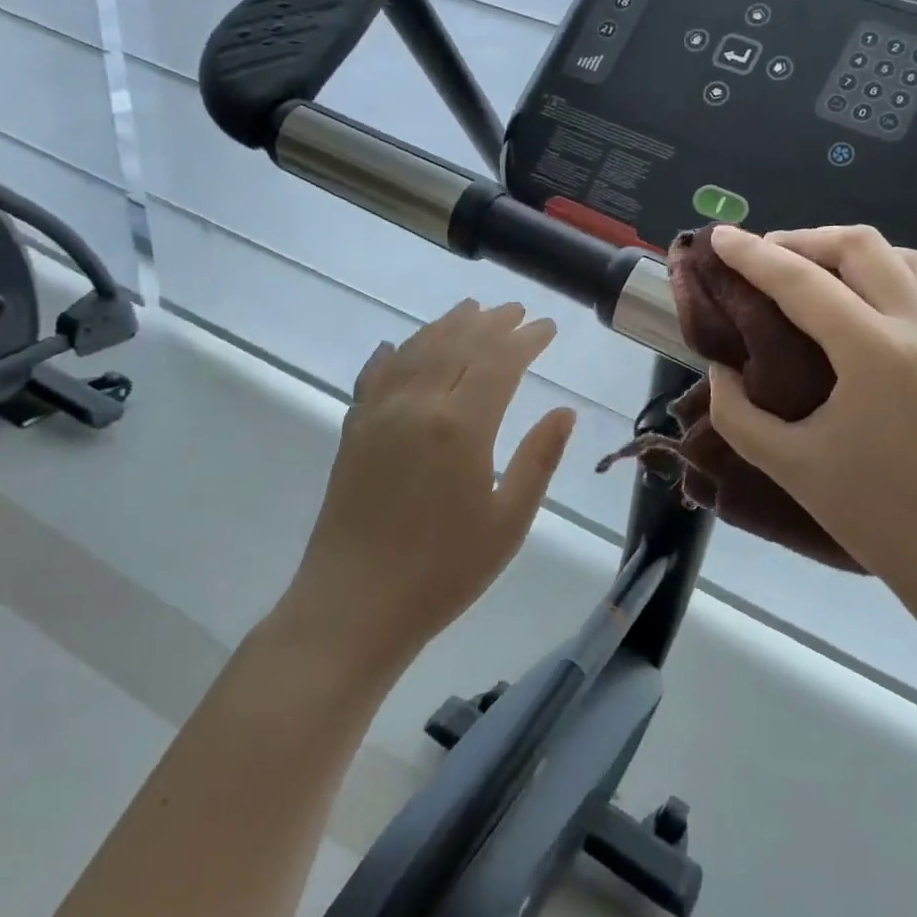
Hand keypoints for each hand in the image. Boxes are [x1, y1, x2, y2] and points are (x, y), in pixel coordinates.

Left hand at [277, 300, 574, 673]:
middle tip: (516, 310)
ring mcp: (378, 414)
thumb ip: (538, 460)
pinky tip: (398, 346)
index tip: (548, 326)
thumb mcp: (508, 522)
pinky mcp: (352, 431)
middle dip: (491, 322)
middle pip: (458, 344)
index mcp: (461, 425)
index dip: (527, 339)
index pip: (500, 361)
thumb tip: (563, 412)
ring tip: (469, 309)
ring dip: (446, 326)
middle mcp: (417, 405)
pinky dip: (393, 354)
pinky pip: (375, 375)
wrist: (353, 606)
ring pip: (416, 350)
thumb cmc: (443, 572)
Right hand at [703, 225, 916, 601]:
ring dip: (853, 251)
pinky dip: (891, 271)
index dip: (753, 256)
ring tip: (816, 271)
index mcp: (875, 354)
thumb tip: (721, 371)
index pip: (802, 282)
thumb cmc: (876, 515)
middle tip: (764, 258)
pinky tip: (866, 300)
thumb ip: (737, 413)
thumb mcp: (788, 465)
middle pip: (861, 246)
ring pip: (906, 255)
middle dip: (804, 240)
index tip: (720, 237)